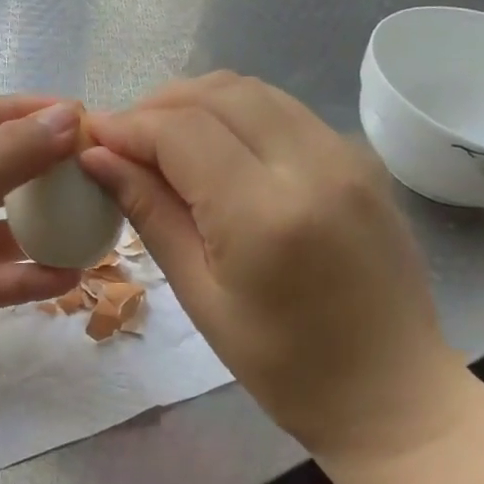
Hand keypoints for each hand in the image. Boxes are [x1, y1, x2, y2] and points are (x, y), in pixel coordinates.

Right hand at [80, 73, 466, 468]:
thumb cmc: (284, 366)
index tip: (91, 138)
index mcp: (265, 213)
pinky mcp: (362, 158)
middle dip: (158, 106)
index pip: (181, 133)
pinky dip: (237, 115)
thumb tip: (98, 159)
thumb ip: (151, 214)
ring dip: (197, 103)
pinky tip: (215, 149)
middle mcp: (312, 165)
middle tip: (121, 140)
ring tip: (160, 140)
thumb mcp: (201, 296)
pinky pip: (285, 111)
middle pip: (217, 94)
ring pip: (253, 91)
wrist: (392, 392)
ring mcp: (347, 154)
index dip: (128, 126)